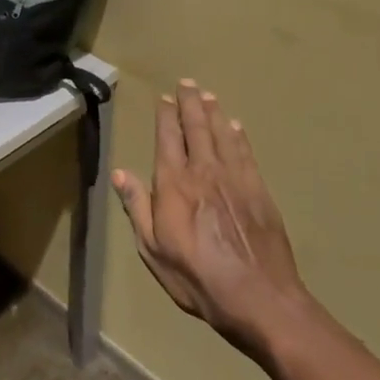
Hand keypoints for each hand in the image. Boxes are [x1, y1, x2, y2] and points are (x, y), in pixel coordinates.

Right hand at [113, 81, 314, 358]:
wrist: (258, 296)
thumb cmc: (197, 276)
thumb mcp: (153, 248)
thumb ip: (138, 207)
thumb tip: (121, 173)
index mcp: (174, 184)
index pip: (168, 138)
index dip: (166, 116)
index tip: (164, 98)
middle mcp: (204, 171)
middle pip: (197, 128)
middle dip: (191, 104)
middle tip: (188, 83)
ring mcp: (235, 178)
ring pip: (222, 135)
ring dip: (214, 113)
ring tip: (208, 96)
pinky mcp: (259, 190)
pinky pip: (246, 153)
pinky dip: (238, 136)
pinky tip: (236, 127)